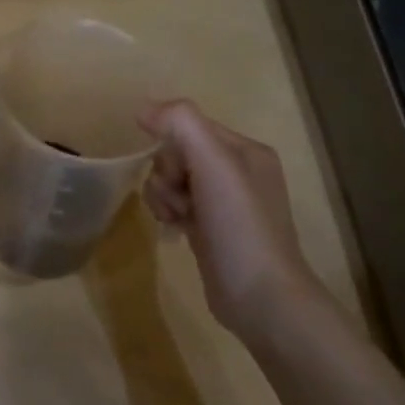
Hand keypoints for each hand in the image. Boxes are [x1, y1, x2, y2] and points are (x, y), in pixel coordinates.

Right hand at [139, 101, 323, 342]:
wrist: (260, 296)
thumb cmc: (239, 225)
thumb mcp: (214, 163)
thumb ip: (181, 125)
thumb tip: (144, 108)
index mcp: (245, 150)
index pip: (190, 126)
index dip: (172, 145)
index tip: (177, 173)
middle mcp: (237, 172)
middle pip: (178, 153)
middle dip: (167, 174)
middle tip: (180, 198)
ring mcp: (224, 203)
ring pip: (172, 180)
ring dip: (164, 195)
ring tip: (176, 218)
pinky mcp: (210, 229)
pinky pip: (175, 204)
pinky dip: (168, 213)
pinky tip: (174, 230)